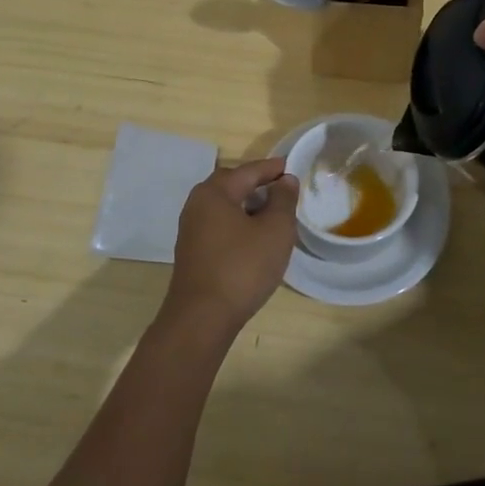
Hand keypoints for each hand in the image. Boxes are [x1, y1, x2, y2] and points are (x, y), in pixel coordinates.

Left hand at [162, 158, 299, 333]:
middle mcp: (197, 204)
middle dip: (258, 184)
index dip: (273, 168)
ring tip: (274, 214)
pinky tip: (255, 238)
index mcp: (214, 192)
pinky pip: (220, 225)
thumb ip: (283, 200)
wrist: (202, 318)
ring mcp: (191, 230)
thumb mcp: (275, 230)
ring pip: (225, 207)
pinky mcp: (193, 252)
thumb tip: (285, 180)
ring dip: (248, 206)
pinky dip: (239, 223)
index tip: (293, 167)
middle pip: (232, 185)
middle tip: (283, 189)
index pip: (249, 170)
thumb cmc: (242, 267)